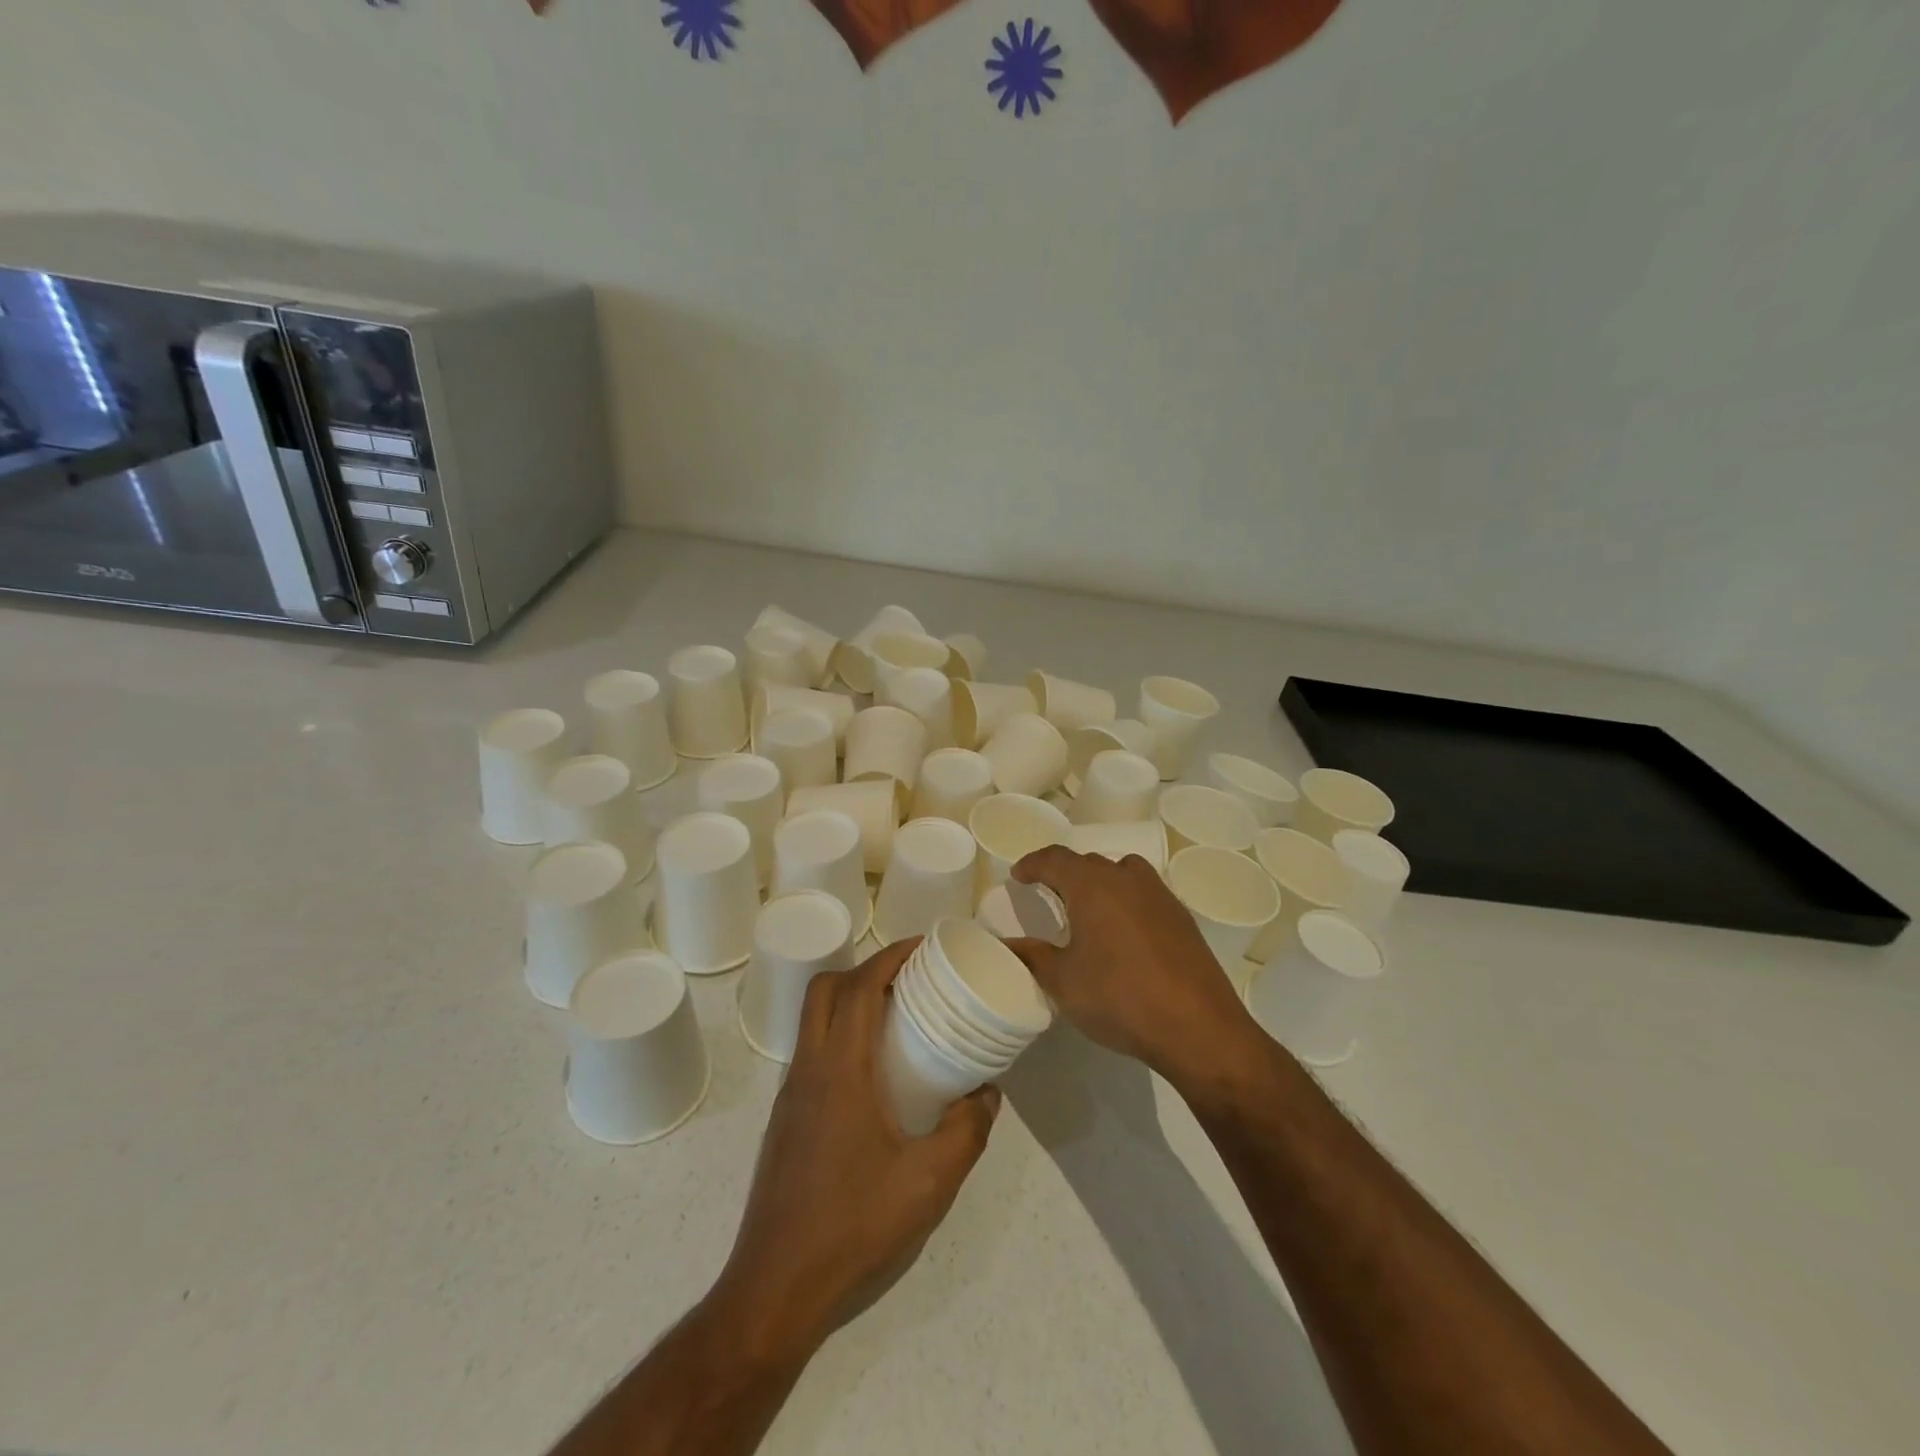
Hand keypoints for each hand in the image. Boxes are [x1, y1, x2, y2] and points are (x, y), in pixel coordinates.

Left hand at [713, 938, 1000, 1356]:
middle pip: (826, 990)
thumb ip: (966, 1132)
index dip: (890, 958)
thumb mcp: (928, 1184)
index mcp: (839, 1072)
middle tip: (909, 979)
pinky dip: (841, 1036)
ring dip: (850, 1002)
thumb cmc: (853, 1227)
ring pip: (814, 1020)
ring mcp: (790, 1096)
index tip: (923, 948)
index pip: (859, 988)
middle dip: (867, 970)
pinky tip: (873, 1076)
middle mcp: (808, 1071)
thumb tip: (987, 1093)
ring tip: (896, 1019)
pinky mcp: (785, 1121)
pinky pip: (812, 1052)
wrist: (775, 1289)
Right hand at [1012, 848, 1264, 1089]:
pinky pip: (1144, 893)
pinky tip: (1123, 932)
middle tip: (1048, 892)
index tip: (1018, 875)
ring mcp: (1160, 895)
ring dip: (1100, 882)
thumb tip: (1009, 944)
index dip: (1033, 864)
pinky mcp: (1182, 917)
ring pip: (1122, 873)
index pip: (1055, 859)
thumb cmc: (1120, 998)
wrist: (1198, 1028)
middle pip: (1089, 862)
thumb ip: (1033, 956)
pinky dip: (1126, 900)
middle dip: (1064, 873)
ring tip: (1088, 907)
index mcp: (1093, 885)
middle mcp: (1127, 878)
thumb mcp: (1064, 982)